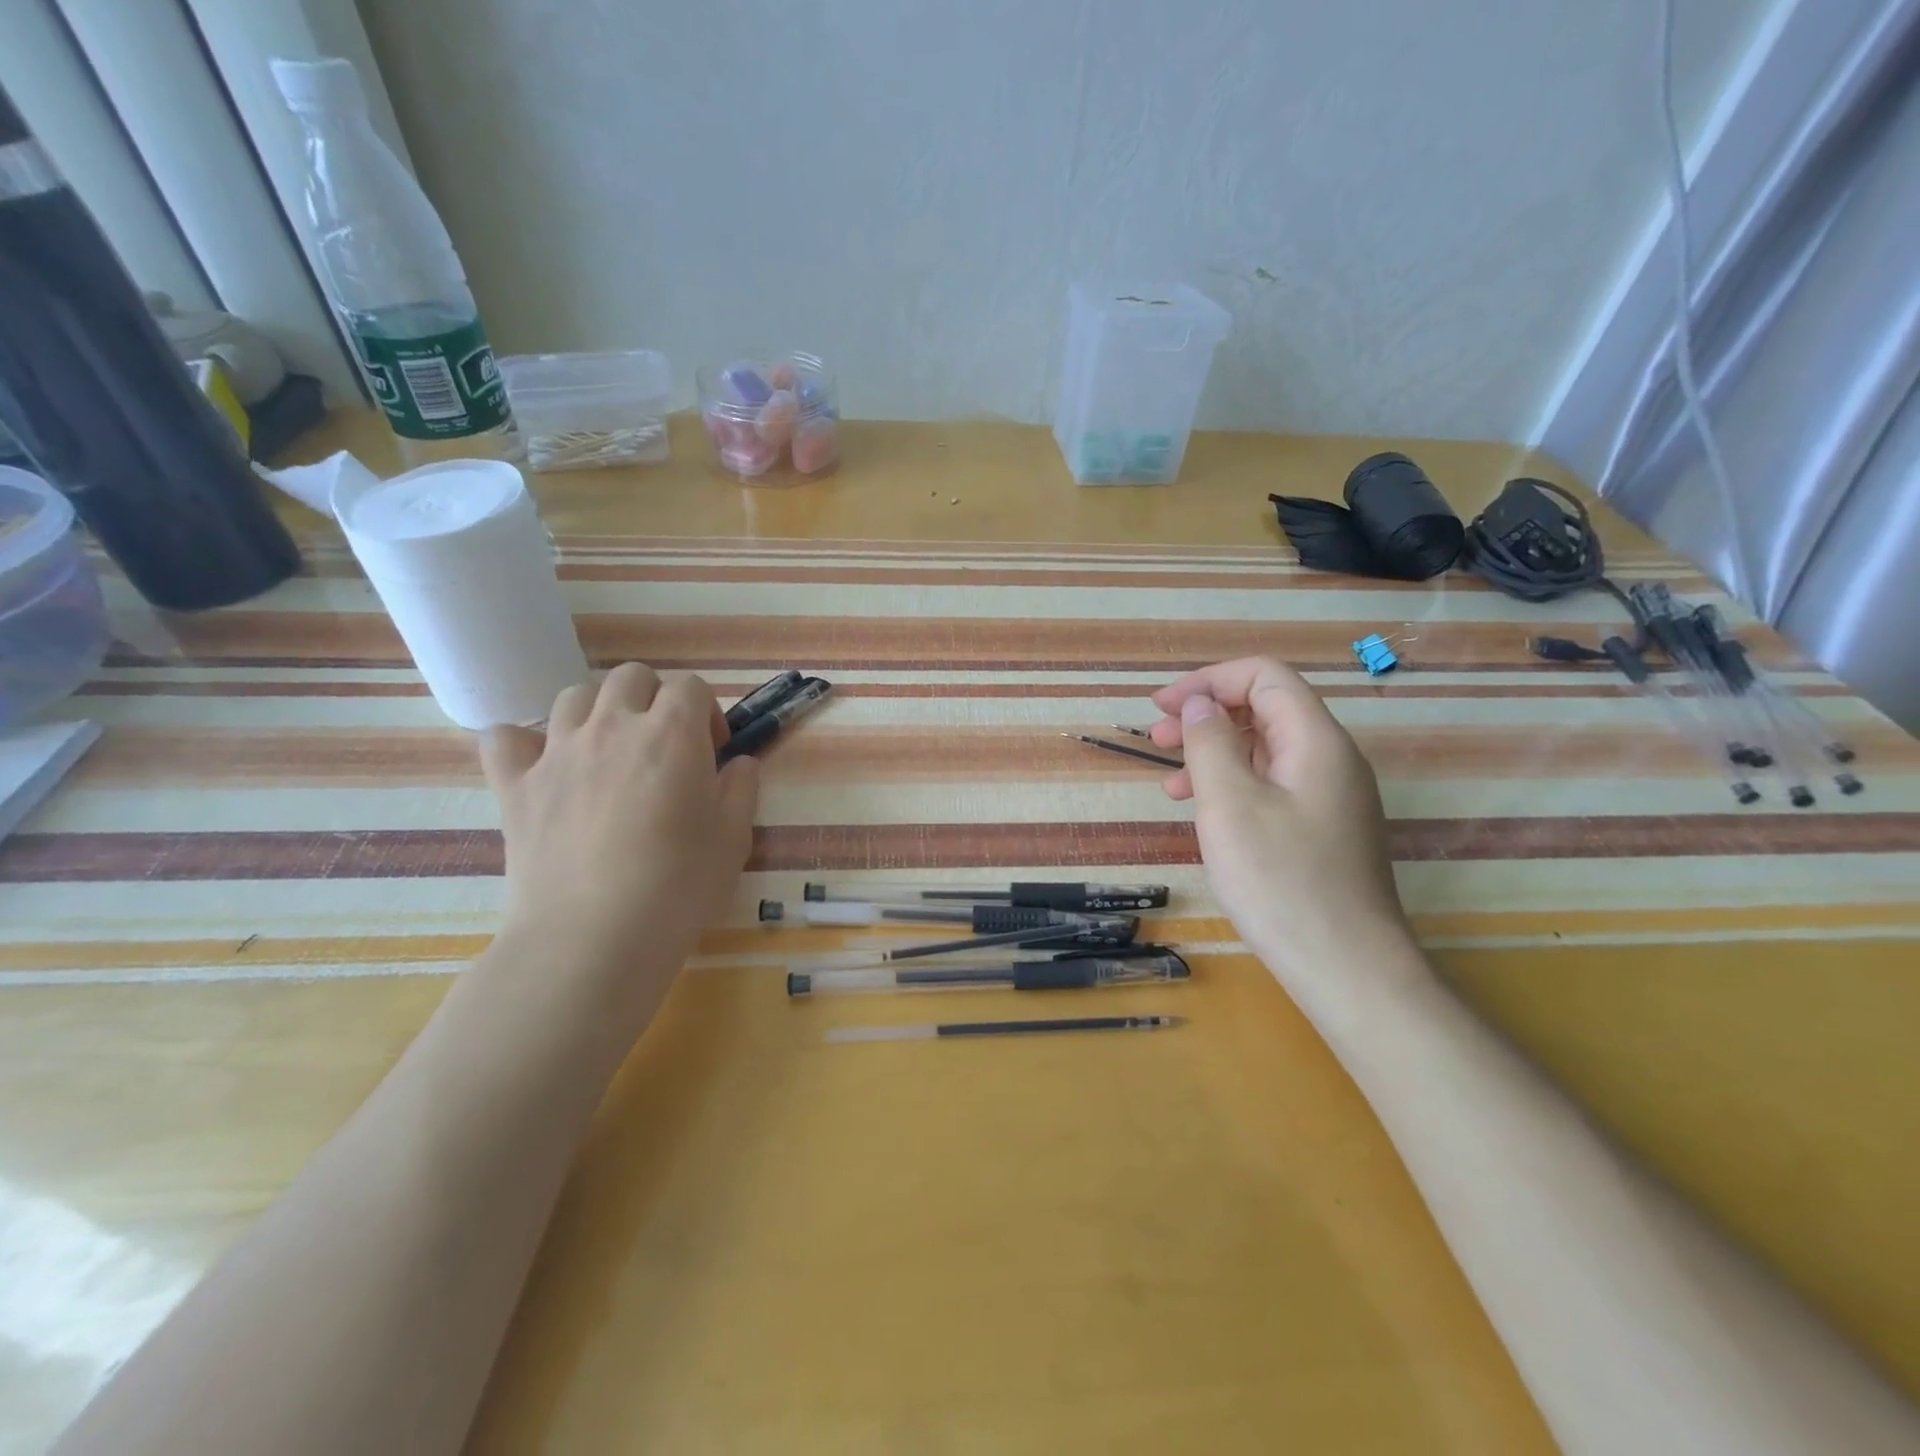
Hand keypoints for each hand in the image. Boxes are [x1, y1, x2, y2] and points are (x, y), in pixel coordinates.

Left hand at [479, 664, 759, 992]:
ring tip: (609, 752)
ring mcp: (558, 751)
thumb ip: (741, 788)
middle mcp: (613, 726)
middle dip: (655, 698)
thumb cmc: (679, 885)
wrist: (594, 936)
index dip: (706, 712)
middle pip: (632, 677)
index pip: (691, 687)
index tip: (712, 751)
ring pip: (574, 697)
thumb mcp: (733, 837)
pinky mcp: (515, 785)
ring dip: (599, 712)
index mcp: (672, 733)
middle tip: (664, 745)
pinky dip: (524, 743)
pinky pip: (506, 738)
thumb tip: (738, 764)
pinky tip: (542, 766)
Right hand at [1150, 658, 1425, 1004]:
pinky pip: (1272, 786)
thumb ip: (1210, 742)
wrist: (1346, 968)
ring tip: (1170, 784)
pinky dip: (1232, 786)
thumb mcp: (1229, 804)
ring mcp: (1330, 797)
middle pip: (1265, 709)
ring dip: (1213, 754)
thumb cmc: (1281, 880)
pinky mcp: (1322, 830)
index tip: (1160, 707)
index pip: (1263, 677)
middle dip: (1206, 715)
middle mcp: (1330, 759)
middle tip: (1156, 740)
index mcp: (1315, 740)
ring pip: (1265, 751)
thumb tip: (1198, 704)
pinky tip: (1204, 813)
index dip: (1208, 681)